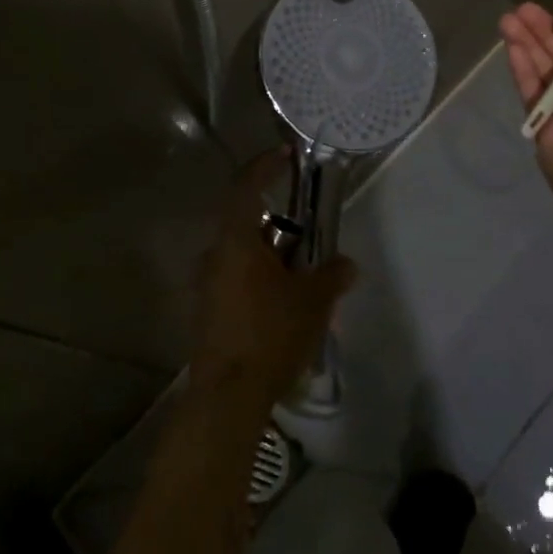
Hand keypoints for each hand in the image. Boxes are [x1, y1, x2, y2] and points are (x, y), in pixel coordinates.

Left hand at [190, 152, 356, 415]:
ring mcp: (207, 286)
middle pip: (246, 223)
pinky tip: (286, 303)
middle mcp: (215, 256)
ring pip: (243, 255)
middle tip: (309, 234)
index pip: (246, 187)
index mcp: (236, 241)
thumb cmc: (271, 334)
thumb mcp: (314, 300)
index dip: (265, 165)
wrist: (227, 399)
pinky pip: (237, 280)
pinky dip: (261, 279)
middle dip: (279, 224)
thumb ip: (332, 274)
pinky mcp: (208, 313)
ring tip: (304, 275)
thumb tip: (345, 263)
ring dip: (271, 256)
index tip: (285, 154)